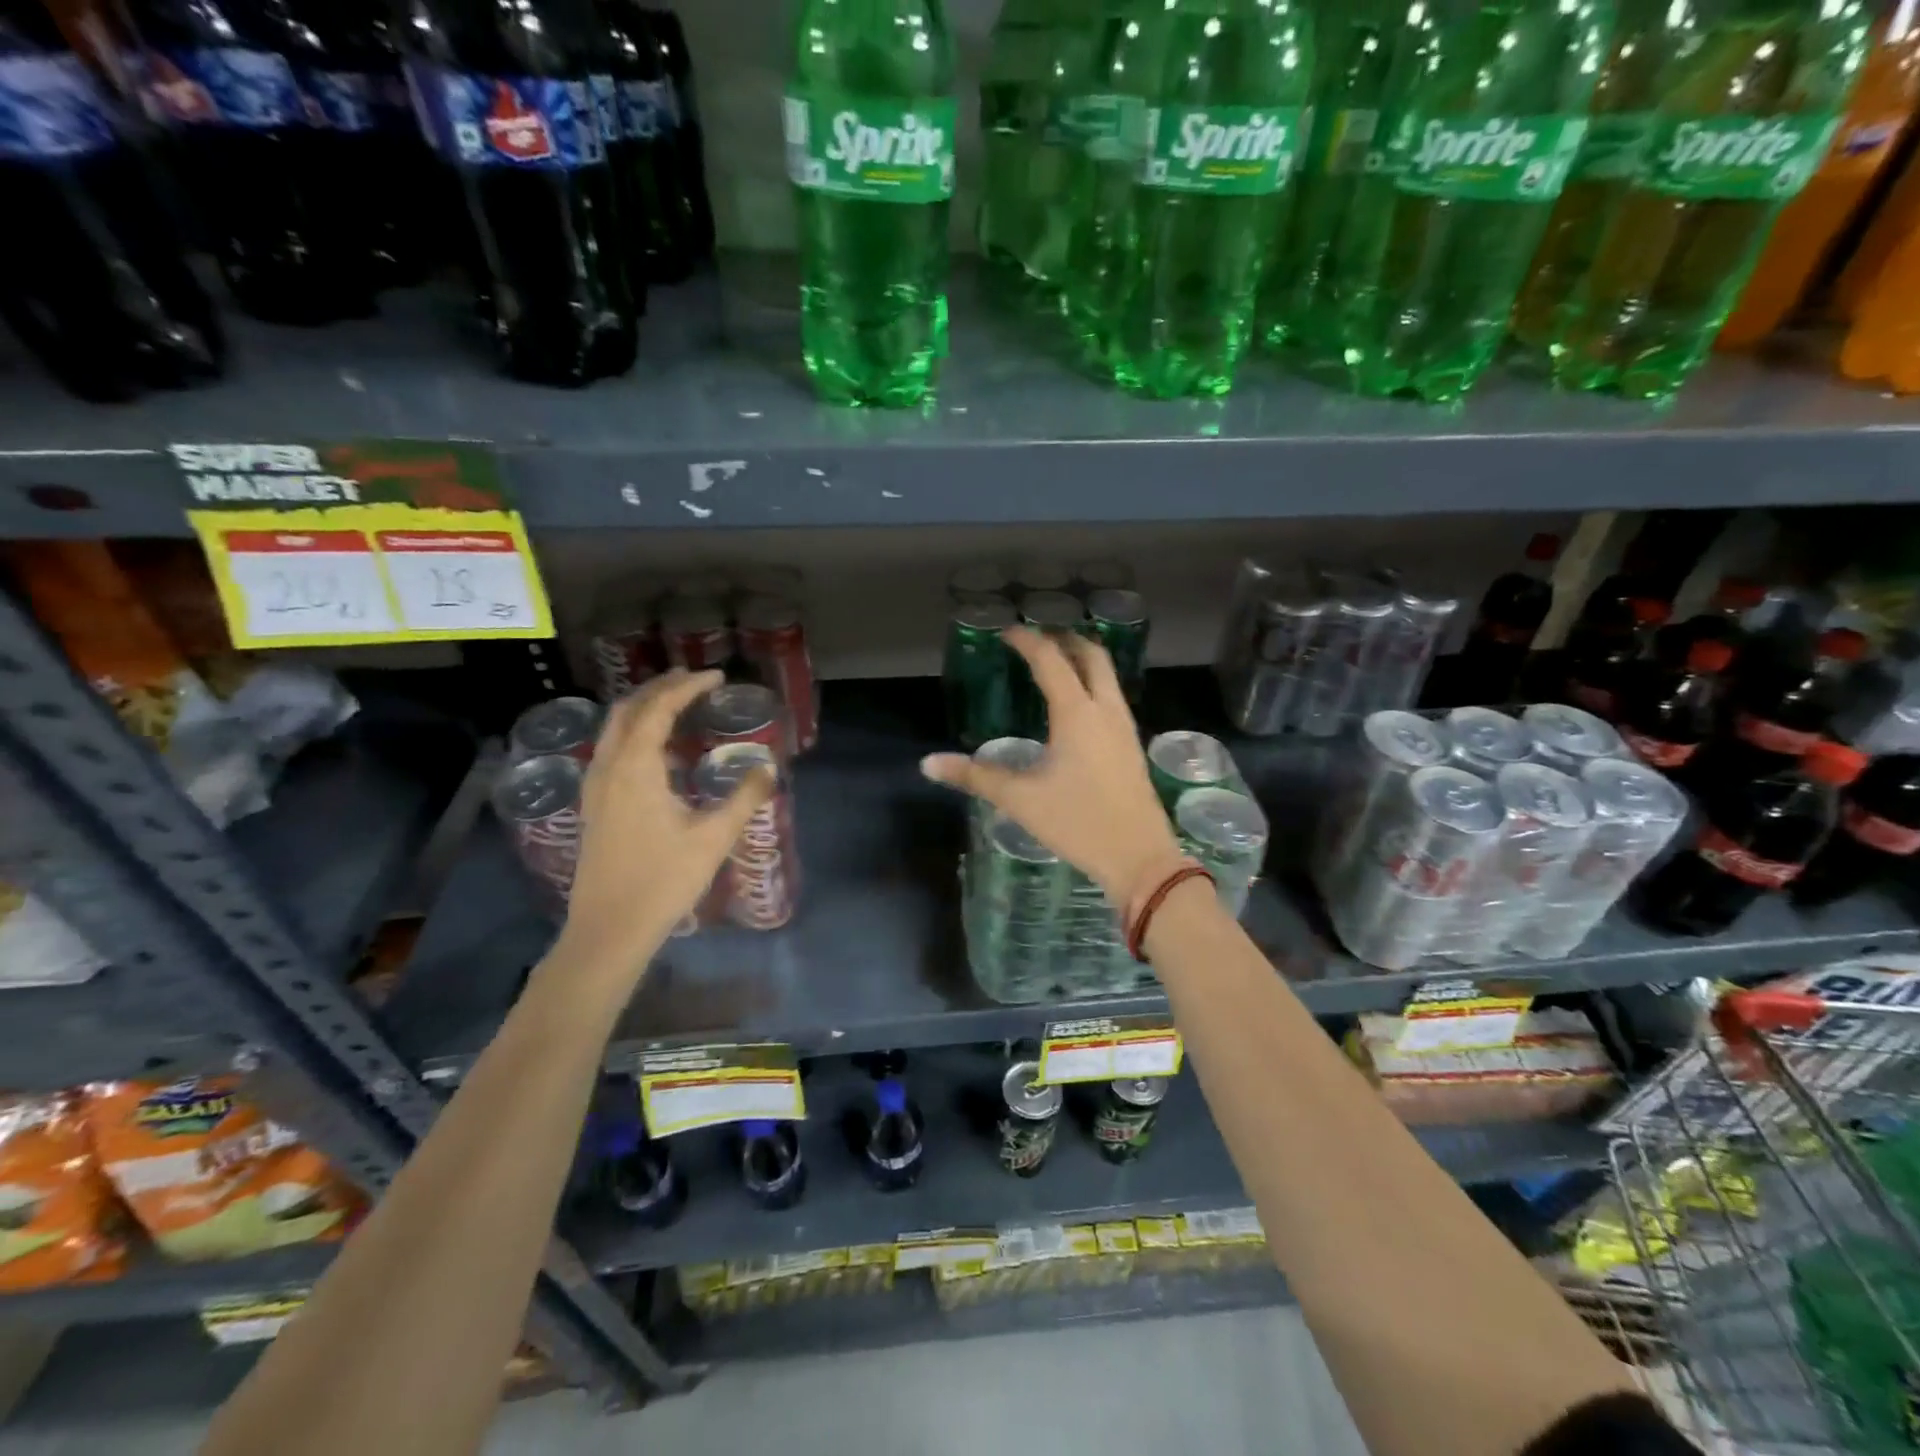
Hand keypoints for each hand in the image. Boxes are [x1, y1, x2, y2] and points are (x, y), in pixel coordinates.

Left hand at [560, 669, 774, 973]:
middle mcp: (609, 768)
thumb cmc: (663, 881)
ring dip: (643, 708)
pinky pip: (611, 749)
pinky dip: (634, 733)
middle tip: (693, 680)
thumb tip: (768, 769)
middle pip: (628, 710)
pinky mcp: (594, 806)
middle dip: (660, 688)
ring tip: (676, 705)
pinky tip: (657, 752)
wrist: (609, 929)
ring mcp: (596, 787)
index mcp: (635, 768)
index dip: (687, 687)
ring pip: (614, 729)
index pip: (658, 709)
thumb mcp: (713, 838)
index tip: (716, 676)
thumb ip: (743, 799)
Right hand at [921, 628, 1180, 905]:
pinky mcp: (1132, 746)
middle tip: (1037, 639)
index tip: (1007, 633)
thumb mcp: (1020, 800)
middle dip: (1065, 639)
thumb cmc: (1078, 822)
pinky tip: (1077, 707)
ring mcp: (1124, 727)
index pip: (1050, 660)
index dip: (1027, 641)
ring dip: (1083, 660)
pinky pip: (1113, 698)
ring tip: (1056, 664)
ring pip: (1108, 676)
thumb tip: (928, 764)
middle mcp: (1105, 710)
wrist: (1140, 857)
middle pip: (1092, 656)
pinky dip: (1094, 684)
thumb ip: (974, 777)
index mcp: (1077, 713)